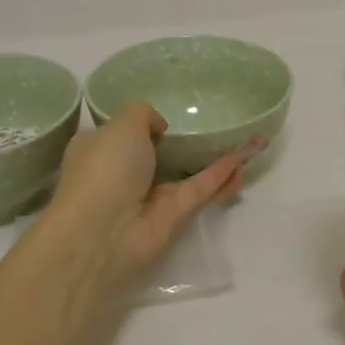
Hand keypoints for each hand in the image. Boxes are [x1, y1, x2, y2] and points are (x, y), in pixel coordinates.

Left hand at [44, 103, 259, 294]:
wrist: (102, 231)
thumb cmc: (105, 168)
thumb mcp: (122, 124)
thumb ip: (144, 114)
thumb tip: (160, 128)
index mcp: (99, 150)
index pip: (120, 135)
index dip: (141, 126)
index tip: (168, 117)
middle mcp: (122, 174)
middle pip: (157, 156)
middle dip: (183, 145)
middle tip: (213, 127)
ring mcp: (148, 197)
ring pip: (185, 174)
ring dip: (213, 161)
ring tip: (245, 142)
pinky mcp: (172, 216)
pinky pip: (200, 189)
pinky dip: (220, 175)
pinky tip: (244, 159)